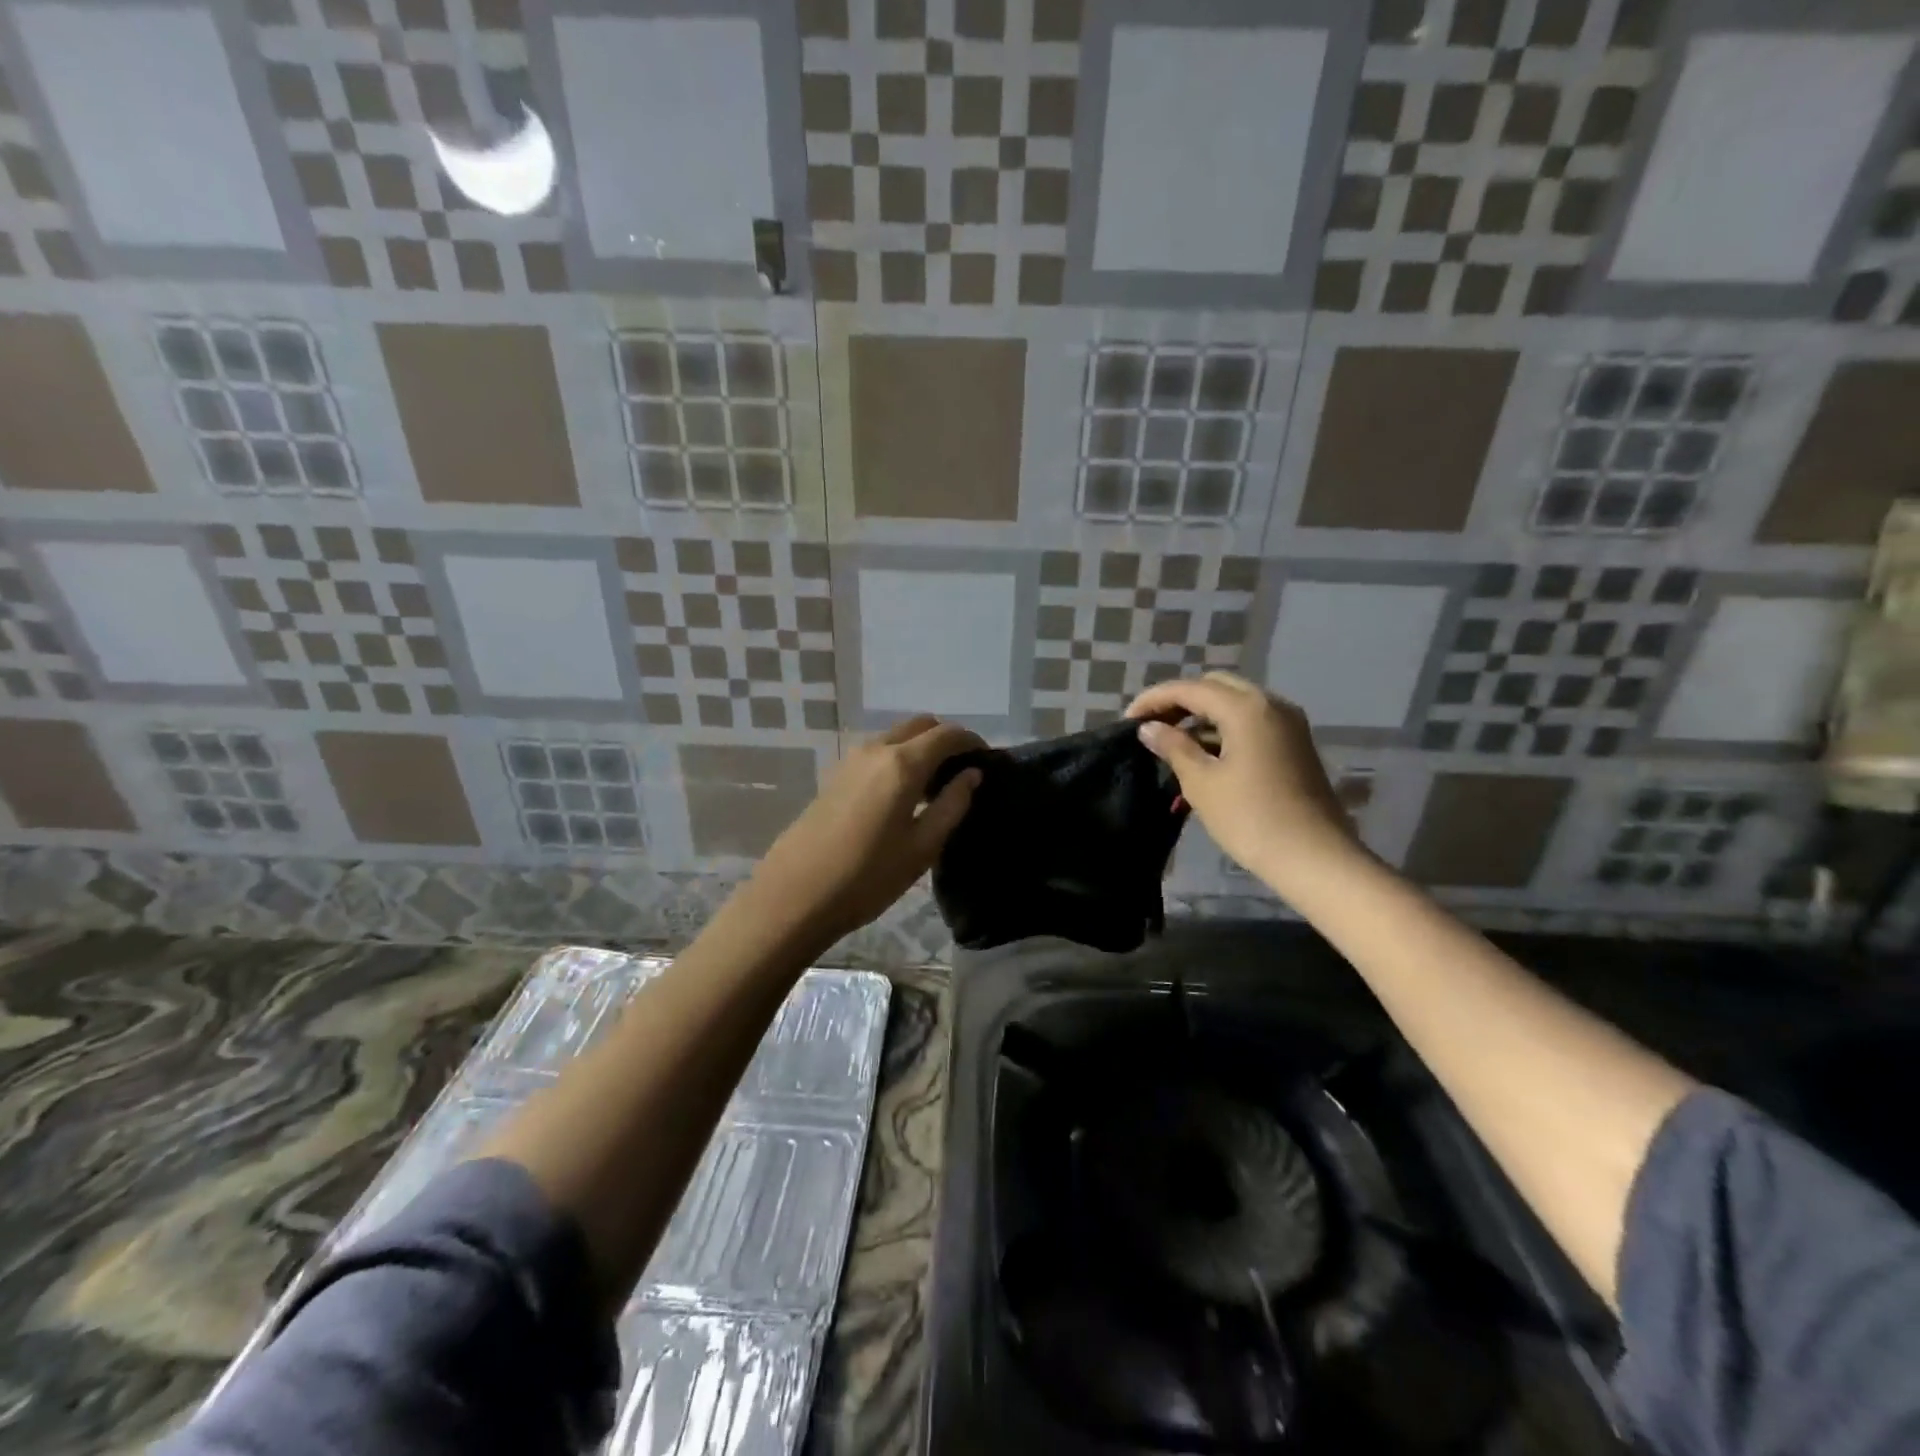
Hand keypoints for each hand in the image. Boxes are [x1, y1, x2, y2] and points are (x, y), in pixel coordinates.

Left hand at [740, 715, 983, 949]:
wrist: (795, 894)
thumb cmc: (868, 877)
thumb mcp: (922, 847)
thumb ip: (952, 805)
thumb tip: (972, 775)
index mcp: (902, 764)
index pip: (947, 734)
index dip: (972, 741)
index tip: (987, 760)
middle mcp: (877, 749)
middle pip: (920, 725)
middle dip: (946, 739)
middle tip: (962, 771)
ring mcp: (852, 759)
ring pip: (897, 736)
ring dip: (921, 748)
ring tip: (935, 786)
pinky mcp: (836, 775)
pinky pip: (878, 752)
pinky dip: (899, 758)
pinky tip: (903, 794)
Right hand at [1126, 673, 1358, 895]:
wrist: (1314, 858)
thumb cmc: (1251, 818)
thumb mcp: (1202, 782)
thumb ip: (1173, 747)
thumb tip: (1149, 728)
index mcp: (1246, 707)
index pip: (1190, 688)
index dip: (1154, 700)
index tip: (1127, 720)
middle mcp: (1271, 704)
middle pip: (1215, 687)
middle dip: (1180, 702)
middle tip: (1152, 726)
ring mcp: (1288, 724)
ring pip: (1235, 704)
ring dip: (1202, 717)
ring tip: (1171, 743)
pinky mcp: (1294, 745)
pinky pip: (1251, 723)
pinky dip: (1224, 730)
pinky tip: (1203, 755)